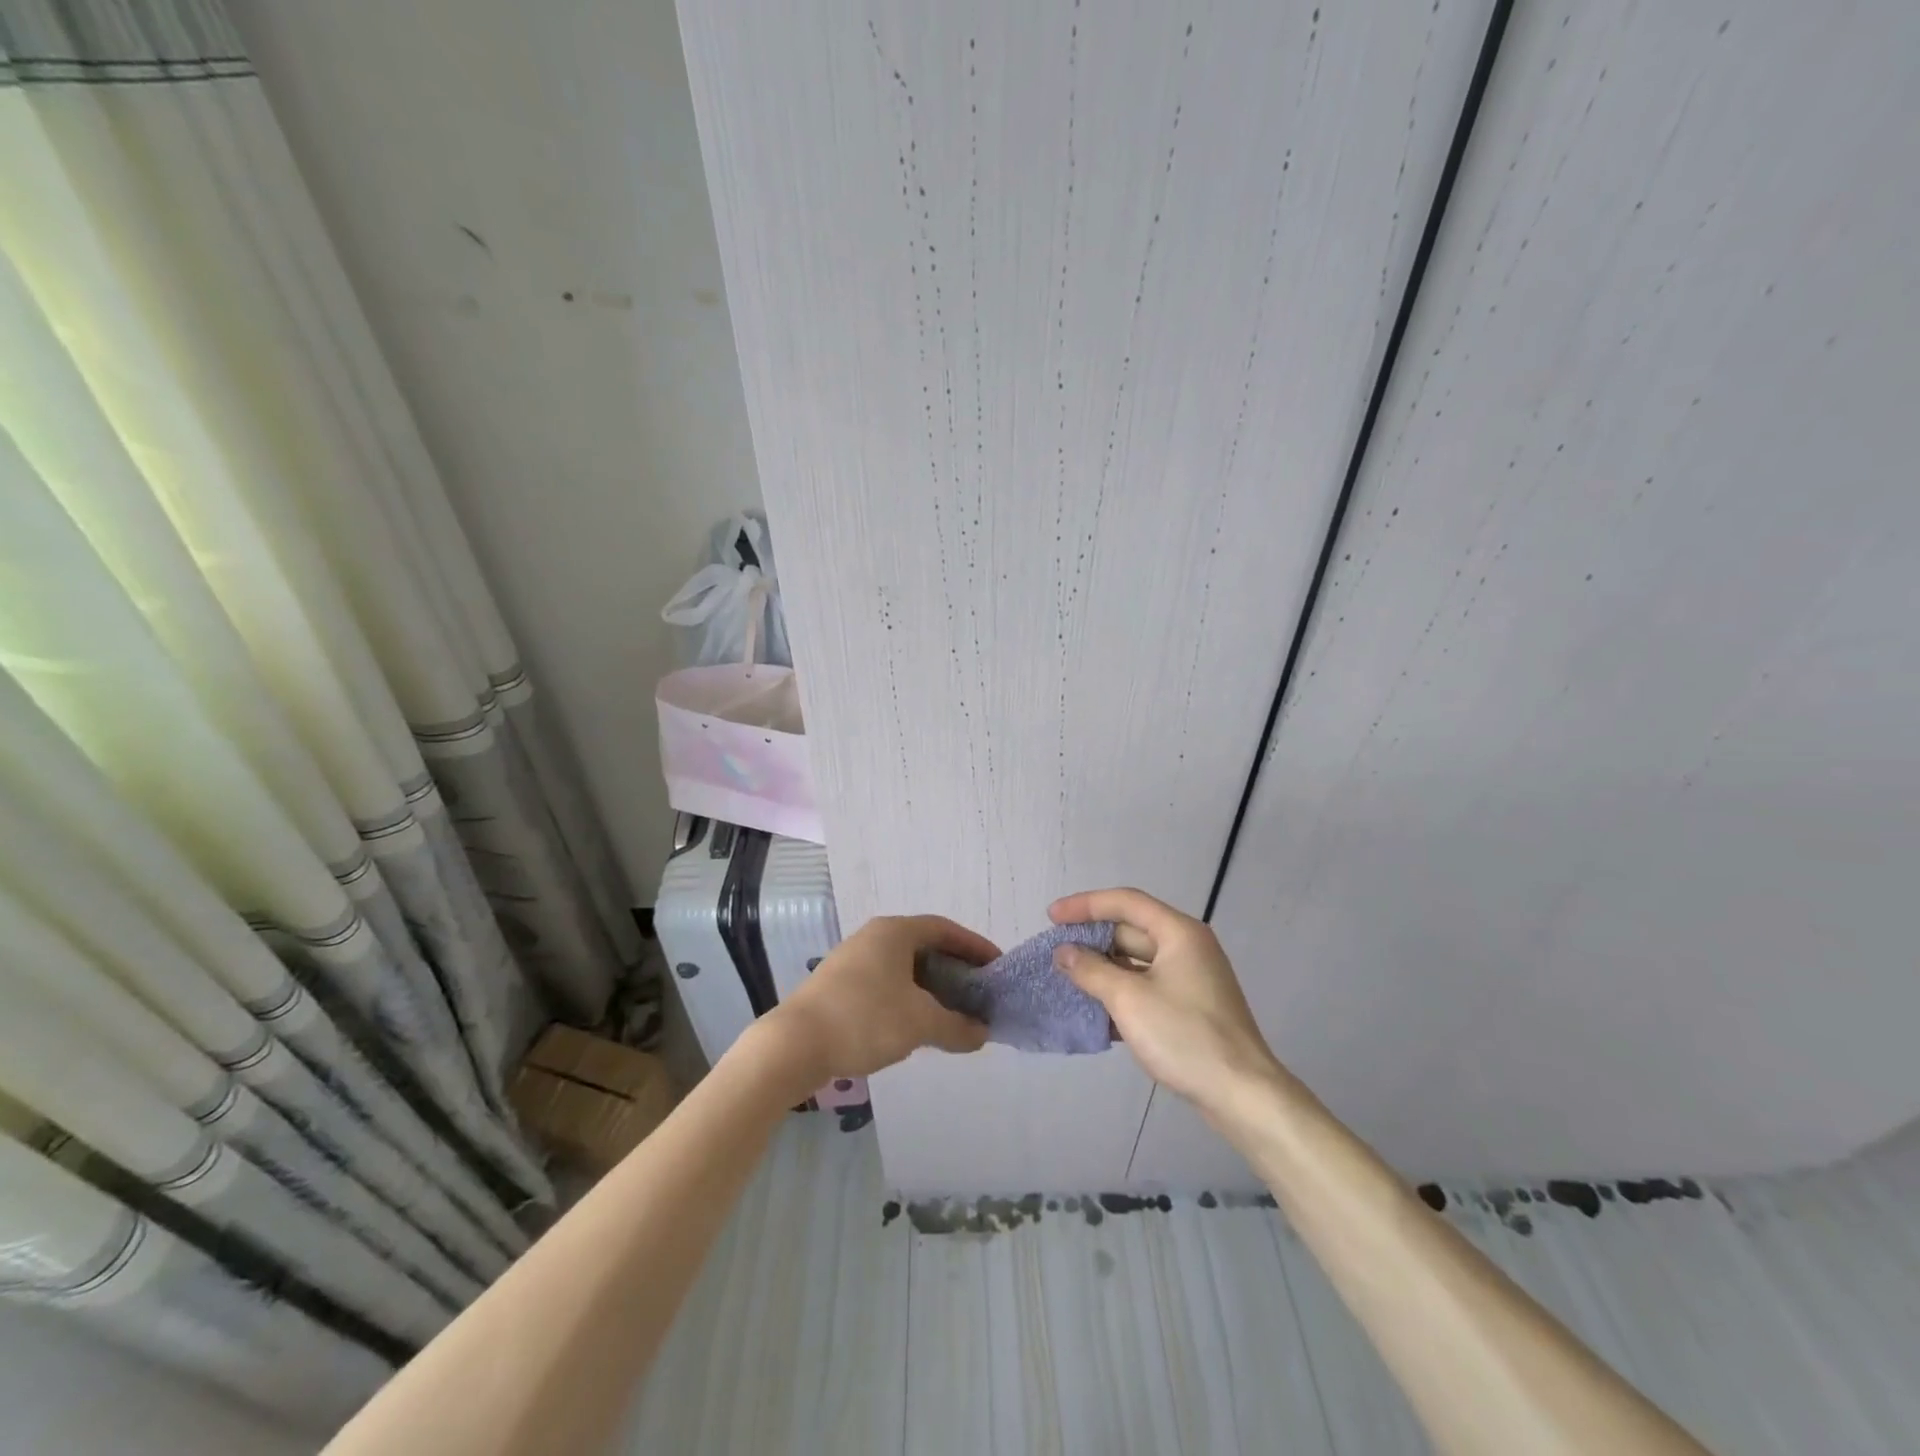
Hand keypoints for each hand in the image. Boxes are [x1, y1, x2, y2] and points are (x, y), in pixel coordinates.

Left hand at [766, 915, 996, 1087]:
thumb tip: (983, 1034)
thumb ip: (957, 1027)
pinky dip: (908, 997)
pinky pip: (886, 982)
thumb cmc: (864, 1019)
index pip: (945, 929)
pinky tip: (915, 1024)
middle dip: (955, 969)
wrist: (793, 1045)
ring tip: (952, 1012)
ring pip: (904, 967)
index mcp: (895, 931)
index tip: (996, 967)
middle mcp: (874, 936)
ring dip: (931, 986)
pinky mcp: (839, 984)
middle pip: (925, 946)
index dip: (974, 946)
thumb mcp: (920, 1023)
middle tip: (979, 993)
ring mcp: (853, 959)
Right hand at [1049, 887, 1283, 1116]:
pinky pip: (1148, 987)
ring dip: (1104, 969)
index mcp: (1178, 932)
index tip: (1052, 917)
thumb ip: (1091, 971)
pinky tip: (1095, 1011)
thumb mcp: (1129, 999)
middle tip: (1056, 951)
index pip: (1125, 902)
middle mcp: (1187, 947)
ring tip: (1068, 979)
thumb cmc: (1185, 1036)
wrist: (1242, 1095)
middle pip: (1131, 930)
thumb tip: (1064, 952)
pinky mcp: (1191, 1007)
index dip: (1084, 905)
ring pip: (1138, 962)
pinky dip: (1121, 992)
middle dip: (1092, 939)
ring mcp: (1192, 978)